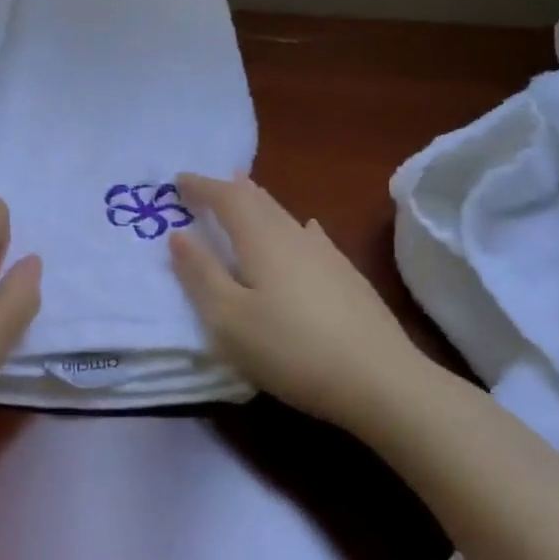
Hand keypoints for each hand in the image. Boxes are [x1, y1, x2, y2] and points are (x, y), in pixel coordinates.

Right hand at [168, 173, 422, 435]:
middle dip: (231, 189)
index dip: (202, 186)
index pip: (227, 199)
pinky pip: (312, 237)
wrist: (380, 380)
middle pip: (260, 201)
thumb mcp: (228, 319)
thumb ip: (201, 275)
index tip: (179, 179)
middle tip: (211, 183)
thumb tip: (178, 235)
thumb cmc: (290, 349)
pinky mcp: (348, 278)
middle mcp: (295, 237)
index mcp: (261, 240)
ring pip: (286, 216)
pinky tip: (307, 231)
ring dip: (261, 203)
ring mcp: (327, 256)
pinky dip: (295, 227)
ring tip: (249, 194)